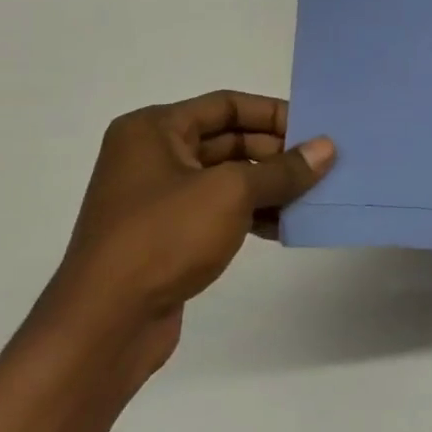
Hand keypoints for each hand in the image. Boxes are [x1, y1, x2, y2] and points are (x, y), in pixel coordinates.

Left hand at [48, 92, 334, 360]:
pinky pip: (219, 210)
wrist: (104, 326)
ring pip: (228, 178)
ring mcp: (158, 198)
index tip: (315, 129)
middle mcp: (152, 156)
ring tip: (313, 196)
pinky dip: (252, 213)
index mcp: (154, 130)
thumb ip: (283, 169)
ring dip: (270, 186)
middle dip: (276, 153)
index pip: (227, 105)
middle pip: (230, 140)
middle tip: (322, 165)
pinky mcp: (167, 235)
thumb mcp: (232, 193)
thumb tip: (327, 147)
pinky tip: (285, 226)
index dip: (273, 114)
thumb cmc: (164, 238)